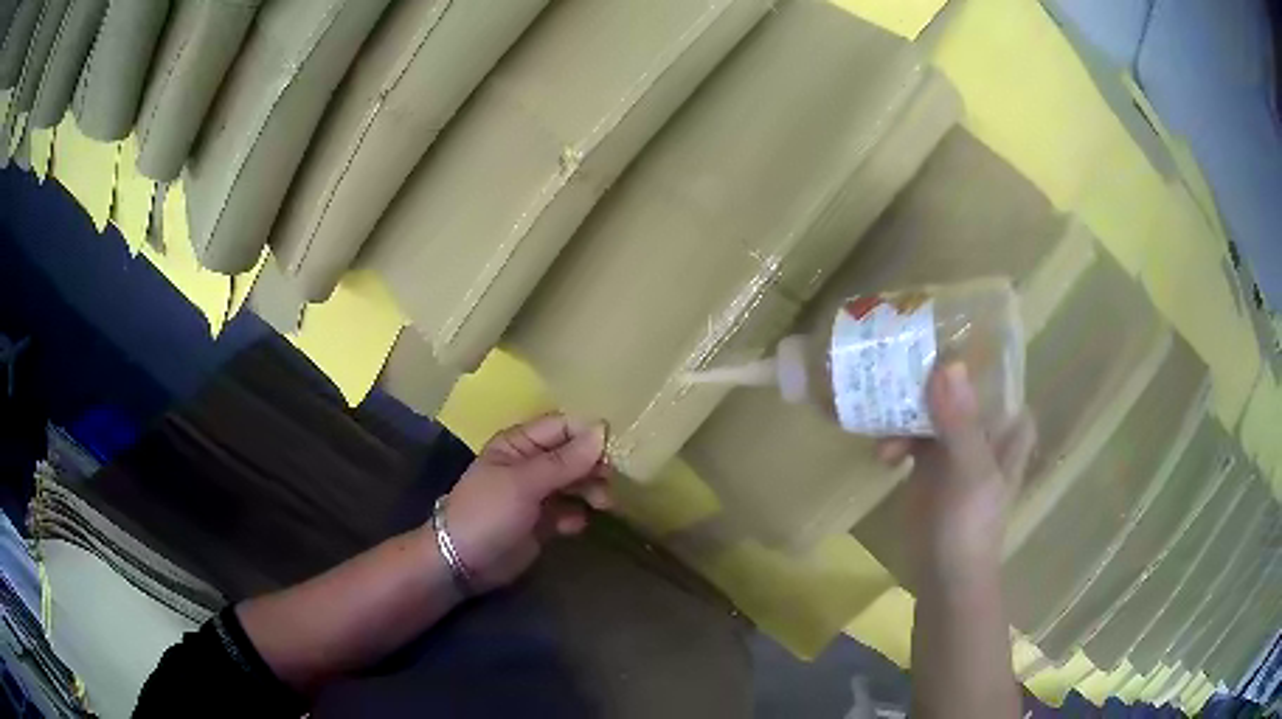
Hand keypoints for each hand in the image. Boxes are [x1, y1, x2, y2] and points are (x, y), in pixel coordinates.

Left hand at [441, 414, 611, 591]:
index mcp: (519, 444)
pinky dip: (577, 515)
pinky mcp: (542, 522)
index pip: (563, 427)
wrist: (463, 562)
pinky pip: (569, 510)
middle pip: (573, 455)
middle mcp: (530, 464)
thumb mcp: (524, 483)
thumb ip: (564, 460)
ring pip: (575, 482)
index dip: (588, 436)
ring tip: (602, 505)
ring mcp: (536, 494)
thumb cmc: (488, 512)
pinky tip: (574, 526)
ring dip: (591, 490)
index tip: (613, 452)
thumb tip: (603, 430)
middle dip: (593, 466)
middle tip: (609, 484)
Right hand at [879, 363, 1035, 588]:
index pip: (995, 371)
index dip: (974, 347)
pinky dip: (894, 438)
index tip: (942, 328)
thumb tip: (947, 364)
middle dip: (927, 373)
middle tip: (895, 357)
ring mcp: (954, 445)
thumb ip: (961, 423)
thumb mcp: (971, 473)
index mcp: (1006, 425)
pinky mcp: (928, 465)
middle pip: (956, 384)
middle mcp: (983, 427)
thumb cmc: (972, 527)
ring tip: (882, 422)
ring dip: (904, 410)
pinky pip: (910, 435)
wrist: (945, 578)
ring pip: (930, 407)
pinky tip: (880, 454)